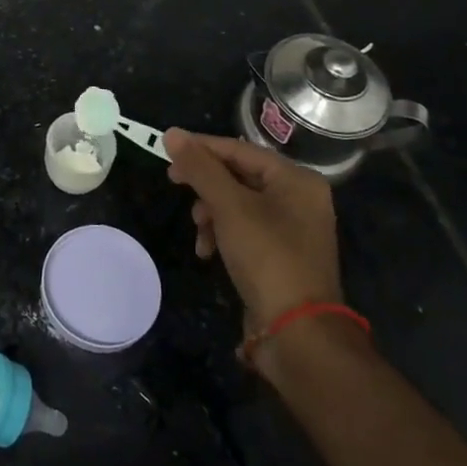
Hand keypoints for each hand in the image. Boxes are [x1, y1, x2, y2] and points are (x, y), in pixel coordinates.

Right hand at [163, 129, 343, 330]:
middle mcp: (299, 198)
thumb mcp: (229, 207)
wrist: (298, 332)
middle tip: (174, 184)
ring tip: (198, 230)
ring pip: (238, 204)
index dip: (201, 148)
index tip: (167, 152)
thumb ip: (200, 168)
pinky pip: (245, 229)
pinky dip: (223, 234)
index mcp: (296, 179)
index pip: (240, 149)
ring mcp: (292, 228)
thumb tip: (171, 133)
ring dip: (211, 212)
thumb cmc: (267, 257)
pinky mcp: (282, 254)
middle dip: (205, 184)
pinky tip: (208, 252)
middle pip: (239, 175)